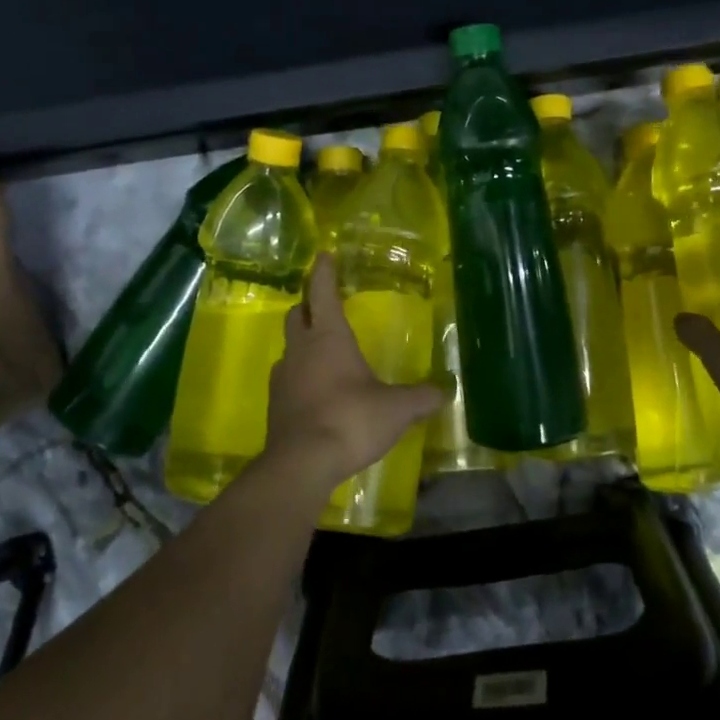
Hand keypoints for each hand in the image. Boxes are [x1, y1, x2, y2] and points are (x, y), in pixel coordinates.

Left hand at [262, 254, 443, 492]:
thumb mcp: (396, 409)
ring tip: (324, 352)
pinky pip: (287, 379)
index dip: (323, 272)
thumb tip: (443, 392)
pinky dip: (300, 376)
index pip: (322, 293)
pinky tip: (317, 391)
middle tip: (324, 305)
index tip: (324, 254)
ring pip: (289, 348)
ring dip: (303, 343)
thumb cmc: (351, 420)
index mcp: (328, 338)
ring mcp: (282, 378)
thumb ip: (420, 397)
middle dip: (309, 306)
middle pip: (297, 315)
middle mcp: (300, 350)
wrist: (302, 464)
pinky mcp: (276, 406)